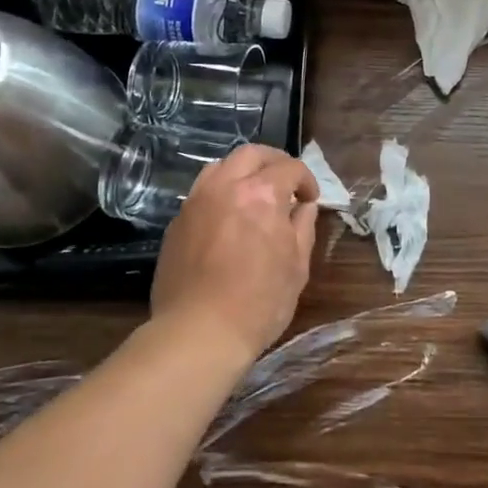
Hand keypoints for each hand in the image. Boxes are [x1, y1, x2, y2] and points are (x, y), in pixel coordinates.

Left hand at [151, 144, 318, 366]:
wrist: (198, 333)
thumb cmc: (258, 302)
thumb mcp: (296, 266)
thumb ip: (303, 227)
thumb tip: (304, 207)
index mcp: (261, 194)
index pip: (290, 168)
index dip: (306, 180)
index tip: (310, 199)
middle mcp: (226, 186)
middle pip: (251, 154)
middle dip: (274, 162)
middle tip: (285, 182)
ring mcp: (196, 202)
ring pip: (220, 166)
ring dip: (242, 172)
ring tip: (253, 194)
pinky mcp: (177, 222)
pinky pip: (201, 192)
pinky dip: (220, 193)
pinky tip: (227, 217)